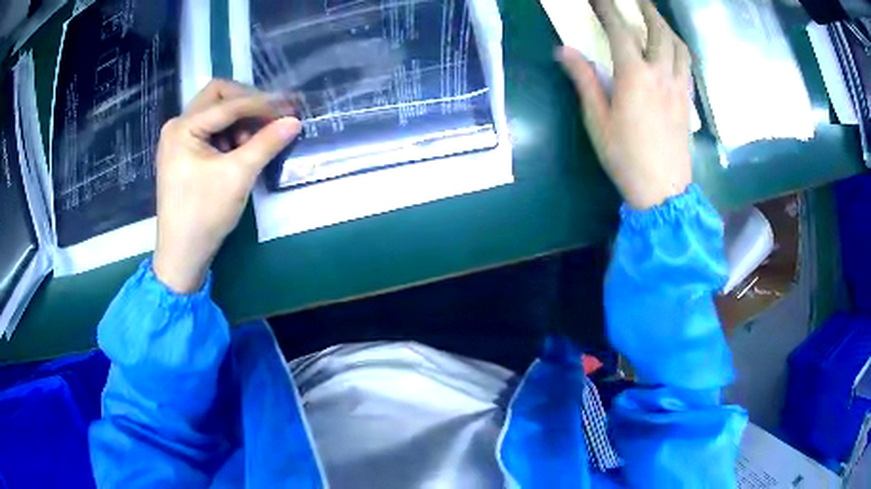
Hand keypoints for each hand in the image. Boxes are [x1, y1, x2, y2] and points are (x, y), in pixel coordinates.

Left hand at [153, 80, 300, 292]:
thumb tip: (294, 121)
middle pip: (217, 97)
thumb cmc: (204, 214)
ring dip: (239, 120)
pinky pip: (211, 130)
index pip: (228, 104)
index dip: (262, 104)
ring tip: (255, 143)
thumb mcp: (238, 176)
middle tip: (271, 117)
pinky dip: (229, 134)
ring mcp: (178, 140)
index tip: (291, 107)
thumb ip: (266, 143)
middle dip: (247, 103)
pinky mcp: (183, 154)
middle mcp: (177, 126)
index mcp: (183, 128)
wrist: (182, 255)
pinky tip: (240, 151)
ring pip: (215, 112)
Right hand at [558, 0, 691, 209]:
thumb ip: (584, 79)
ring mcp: (679, 87)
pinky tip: (673, 49)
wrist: (663, 190)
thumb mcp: (598, 120)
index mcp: (635, 76)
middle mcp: (661, 74)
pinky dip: (679, 48)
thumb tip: (564, 50)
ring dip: (666, 26)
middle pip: (659, 31)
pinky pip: (687, 65)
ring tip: (656, 19)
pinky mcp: (687, 101)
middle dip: (647, 9)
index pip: (620, 30)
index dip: (607, 8)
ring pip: (678, 46)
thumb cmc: (626, 157)